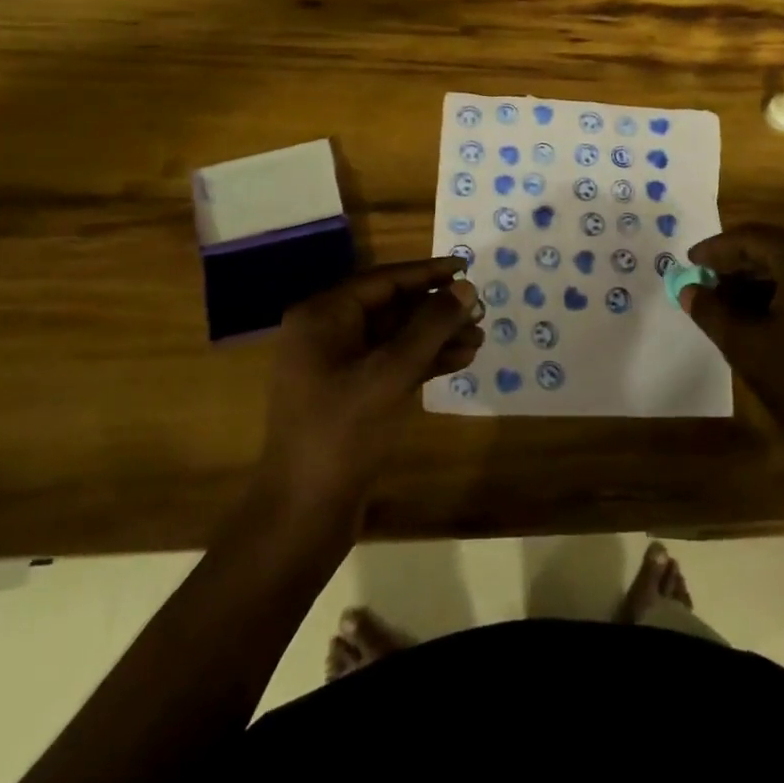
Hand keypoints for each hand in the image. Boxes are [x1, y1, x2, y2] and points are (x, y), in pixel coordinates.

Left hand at [258, 257, 483, 512]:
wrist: (303, 514)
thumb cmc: (341, 433)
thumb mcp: (389, 374)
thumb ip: (430, 327)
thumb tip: (465, 288)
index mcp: (323, 316)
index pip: (384, 280)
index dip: (428, 273)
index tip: (466, 267)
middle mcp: (327, 333)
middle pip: (391, 307)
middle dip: (436, 309)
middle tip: (480, 309)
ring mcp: (337, 366)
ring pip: (395, 337)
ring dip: (436, 336)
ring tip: (479, 337)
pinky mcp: (351, 395)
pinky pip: (392, 364)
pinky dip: (424, 361)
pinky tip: (461, 360)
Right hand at [683, 224, 783, 452]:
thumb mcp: (746, 346)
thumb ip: (711, 311)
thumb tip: (688, 290)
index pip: (752, 237)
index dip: (716, 248)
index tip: (689, 262)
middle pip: (775, 246)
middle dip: (737, 263)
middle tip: (705, 282)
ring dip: (759, 277)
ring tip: (728, 302)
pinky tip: (762, 314)